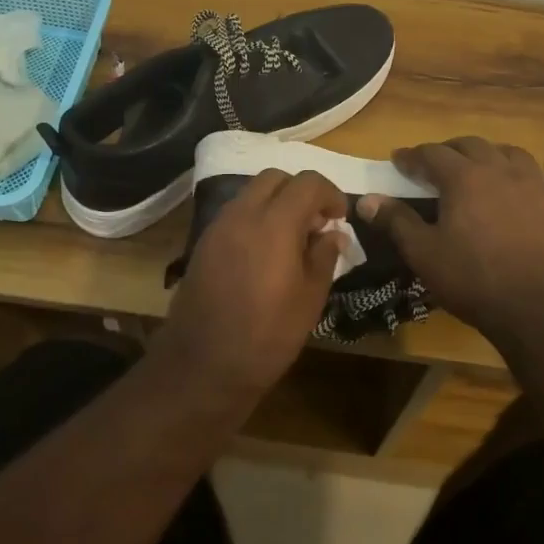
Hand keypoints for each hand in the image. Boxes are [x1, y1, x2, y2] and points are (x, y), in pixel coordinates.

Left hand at [159, 169, 347, 397]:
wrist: (203, 364)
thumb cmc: (267, 335)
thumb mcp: (310, 299)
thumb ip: (324, 256)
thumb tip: (333, 234)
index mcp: (275, 223)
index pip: (308, 183)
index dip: (330, 194)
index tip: (340, 218)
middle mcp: (243, 213)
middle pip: (276, 178)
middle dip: (301, 192)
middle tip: (316, 223)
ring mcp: (218, 226)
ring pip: (252, 192)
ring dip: (276, 203)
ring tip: (292, 239)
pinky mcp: (204, 242)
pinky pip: (236, 213)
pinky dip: (256, 218)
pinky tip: (265, 252)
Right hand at [359, 137, 543, 344]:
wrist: (538, 309)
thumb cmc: (473, 280)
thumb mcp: (424, 254)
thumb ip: (396, 221)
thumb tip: (367, 200)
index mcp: (463, 178)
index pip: (431, 154)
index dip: (412, 155)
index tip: (398, 160)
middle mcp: (499, 171)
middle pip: (472, 145)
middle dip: (450, 150)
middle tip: (436, 164)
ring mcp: (535, 186)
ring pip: (513, 154)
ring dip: (494, 154)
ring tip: (484, 164)